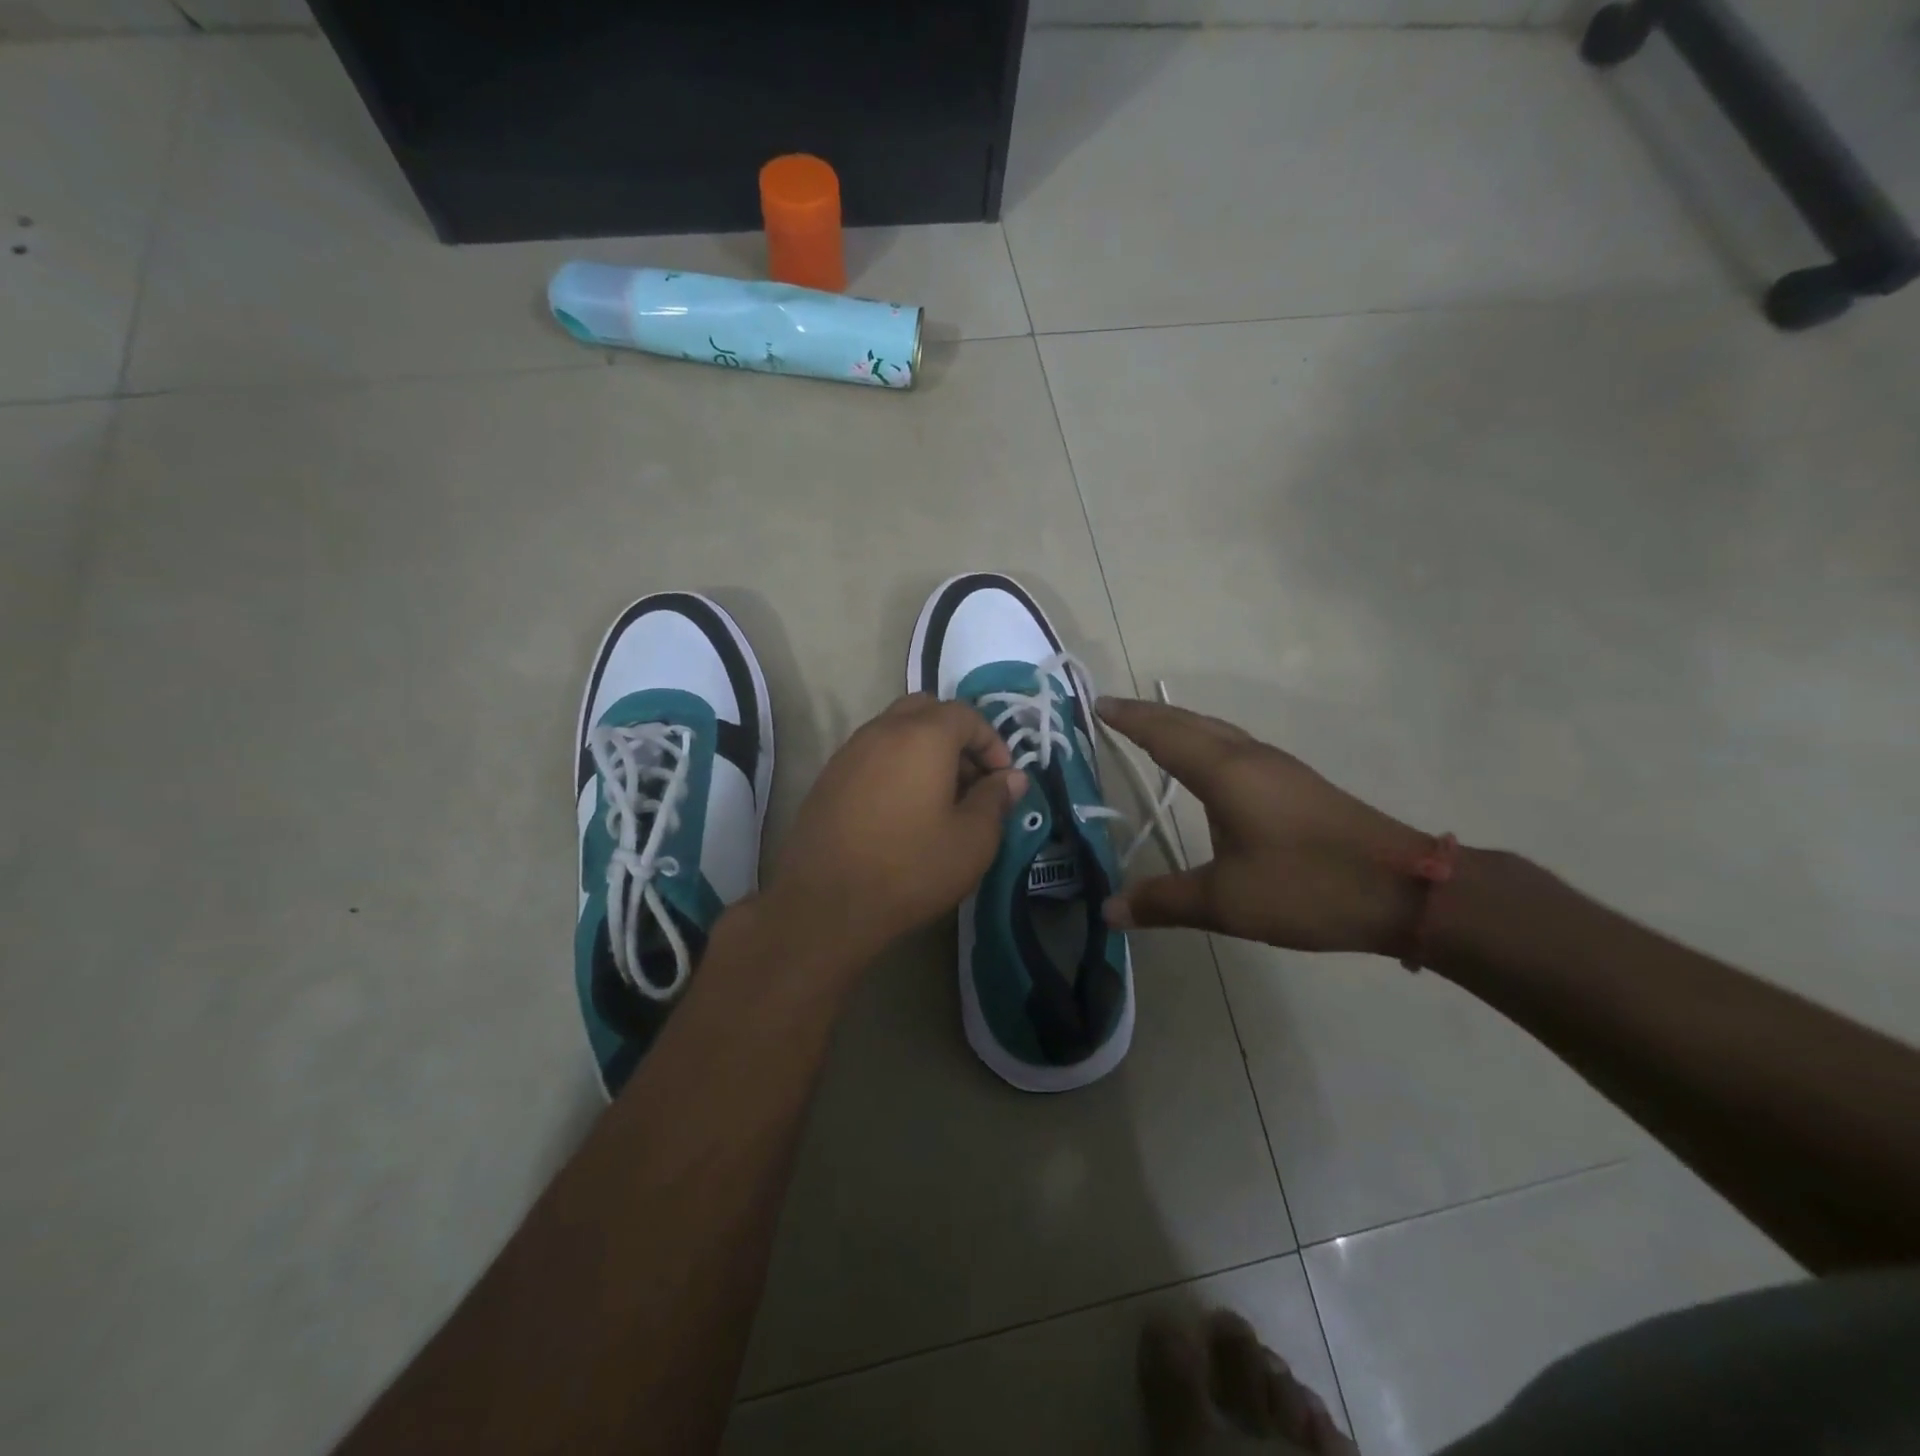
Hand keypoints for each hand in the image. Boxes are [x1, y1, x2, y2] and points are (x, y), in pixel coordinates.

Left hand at [761, 694, 1026, 966]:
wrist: (826, 905)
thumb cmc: (910, 868)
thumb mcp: (972, 840)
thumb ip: (996, 800)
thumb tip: (1012, 778)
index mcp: (922, 736)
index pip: (966, 714)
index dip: (992, 741)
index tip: (1002, 779)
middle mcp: (882, 730)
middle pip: (927, 711)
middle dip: (956, 737)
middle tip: (971, 780)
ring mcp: (849, 752)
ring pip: (896, 731)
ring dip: (925, 751)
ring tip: (940, 799)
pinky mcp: (829, 778)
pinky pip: (872, 755)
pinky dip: (896, 767)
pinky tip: (903, 811)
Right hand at [1097, 697, 1432, 955]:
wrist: (1405, 888)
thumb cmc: (1307, 885)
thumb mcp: (1226, 901)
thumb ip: (1164, 901)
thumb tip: (1109, 909)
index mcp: (1225, 773)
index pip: (1164, 735)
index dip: (1129, 719)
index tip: (1098, 704)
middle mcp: (1249, 758)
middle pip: (1191, 723)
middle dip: (1150, 715)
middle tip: (1116, 711)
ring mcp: (1278, 768)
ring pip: (1218, 731)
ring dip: (1181, 725)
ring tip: (1153, 730)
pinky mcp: (1297, 785)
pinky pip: (1237, 747)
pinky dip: (1207, 742)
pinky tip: (1209, 766)